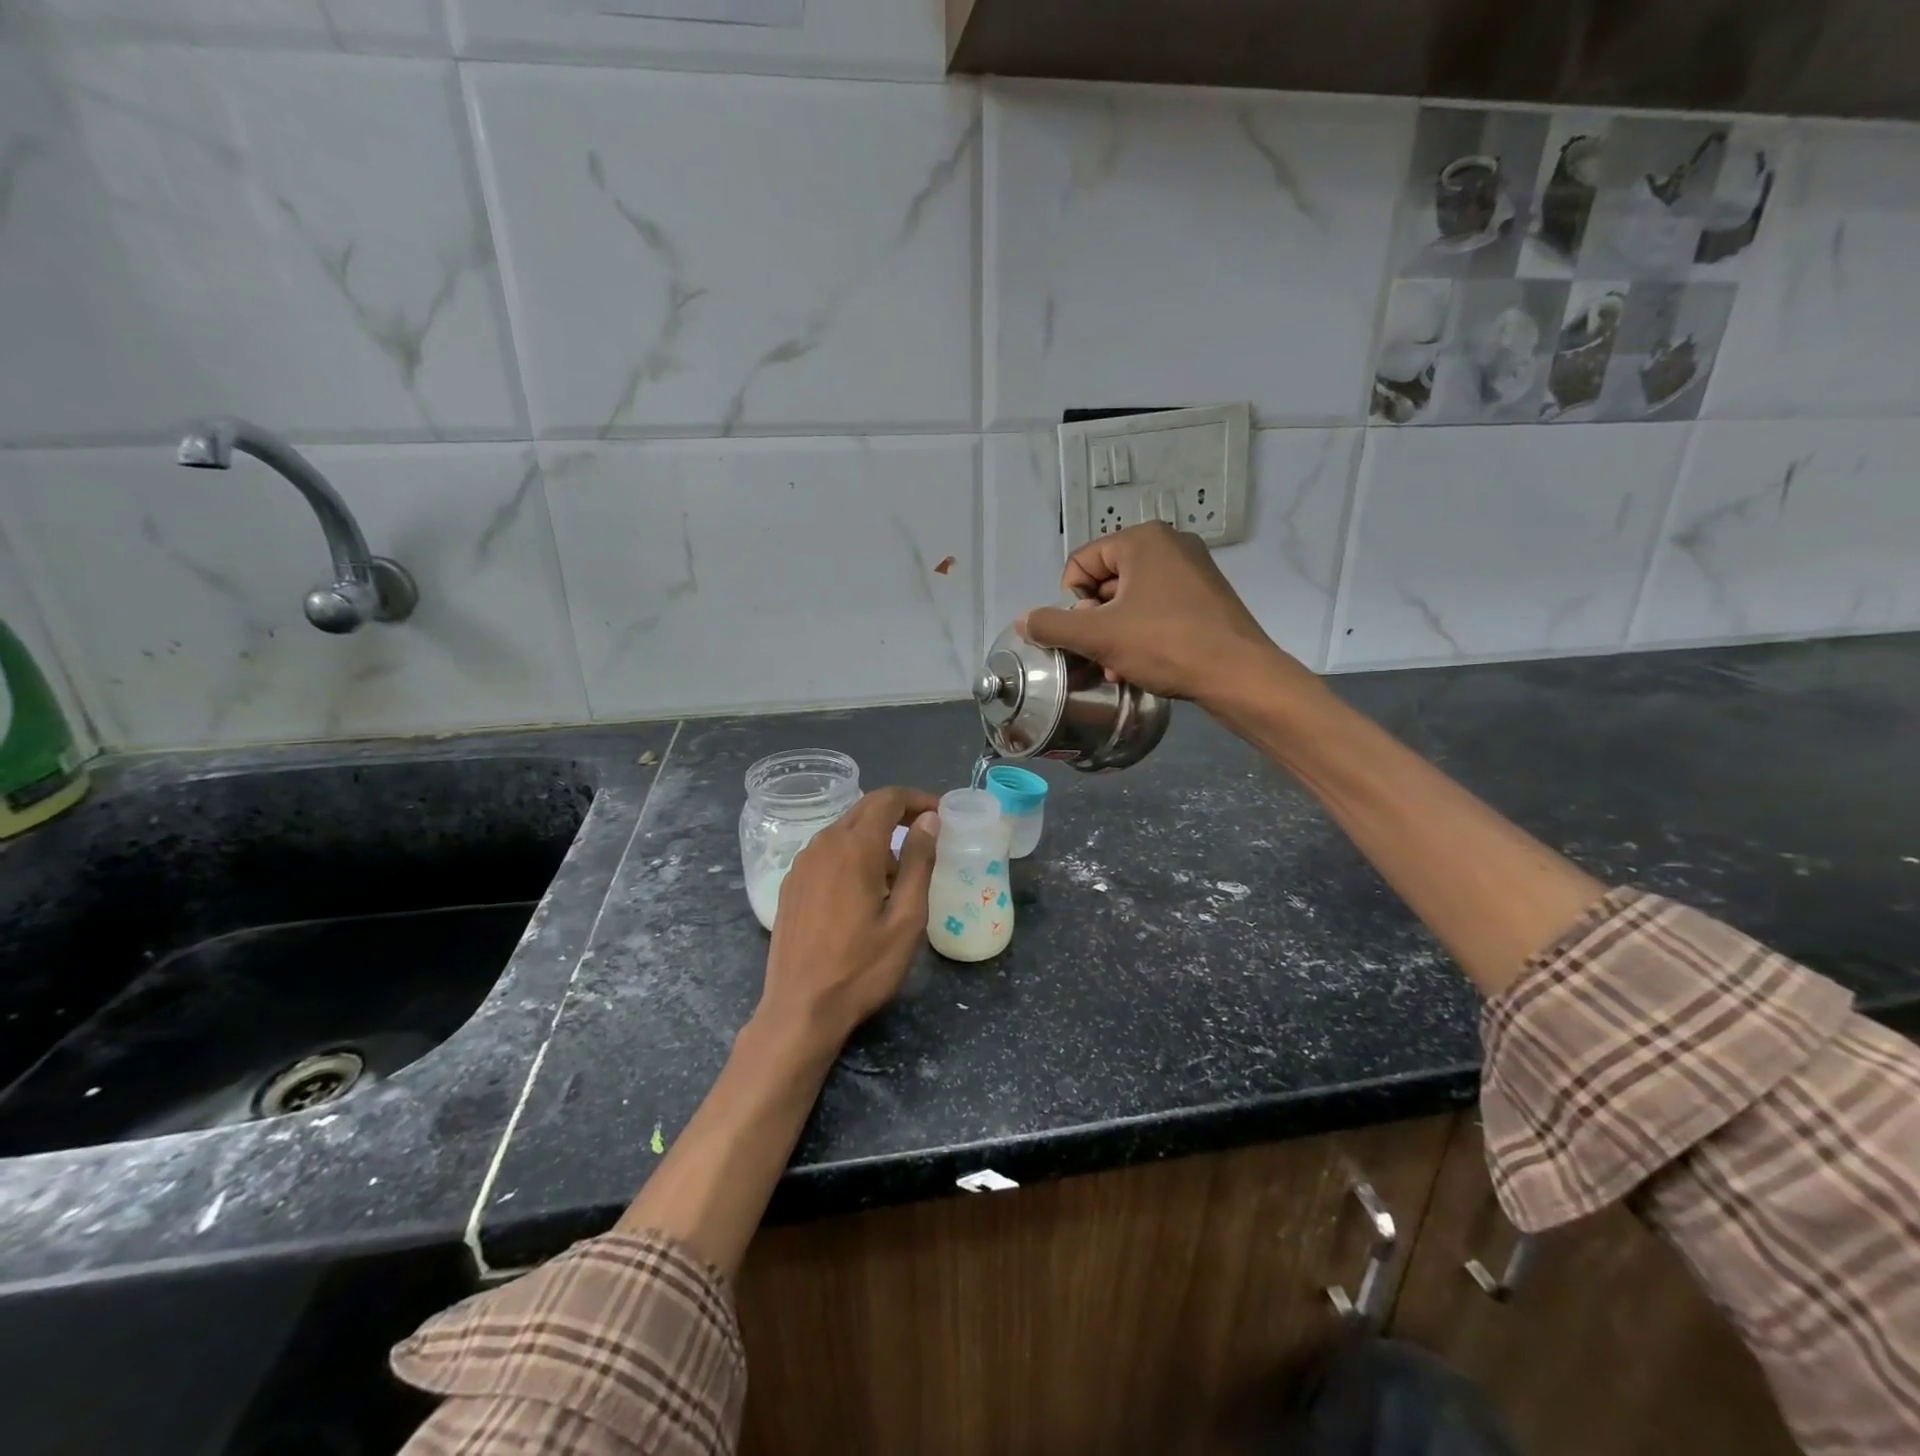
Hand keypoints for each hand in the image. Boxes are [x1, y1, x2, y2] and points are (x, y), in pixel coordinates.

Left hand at [760, 787, 939, 1050]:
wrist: (800, 1008)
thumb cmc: (862, 968)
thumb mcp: (906, 919)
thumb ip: (919, 863)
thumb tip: (929, 820)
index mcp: (855, 848)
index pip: (888, 799)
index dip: (918, 799)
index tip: (941, 814)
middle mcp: (823, 844)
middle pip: (865, 809)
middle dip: (899, 814)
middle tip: (928, 836)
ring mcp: (802, 863)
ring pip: (845, 830)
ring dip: (876, 837)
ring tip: (901, 873)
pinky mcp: (792, 883)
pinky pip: (827, 851)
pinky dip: (853, 854)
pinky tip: (865, 889)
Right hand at [1018, 522, 1303, 707]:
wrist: (1238, 674)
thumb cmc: (1165, 645)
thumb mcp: (1099, 636)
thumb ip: (1053, 625)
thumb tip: (1023, 620)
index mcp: (1142, 539)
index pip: (1080, 563)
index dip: (1071, 602)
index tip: (1085, 634)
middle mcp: (1169, 544)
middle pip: (1105, 581)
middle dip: (1094, 621)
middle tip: (1100, 653)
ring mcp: (1192, 570)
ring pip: (1130, 599)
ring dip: (1114, 633)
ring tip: (1117, 666)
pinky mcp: (1206, 596)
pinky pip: (1157, 608)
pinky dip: (1141, 633)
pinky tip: (1140, 664)